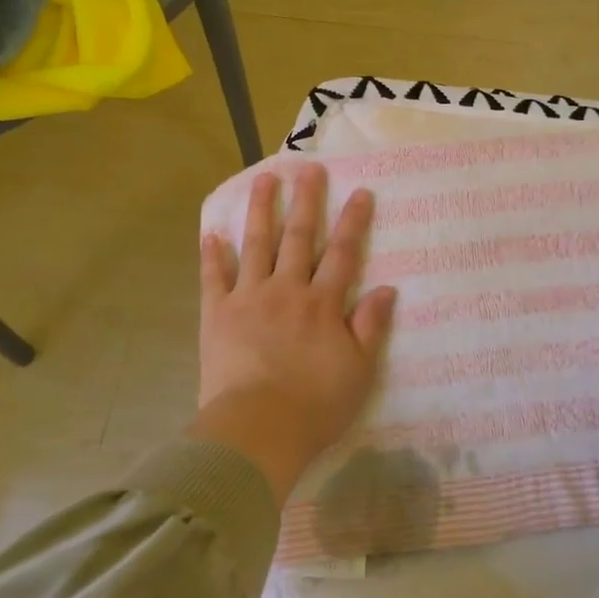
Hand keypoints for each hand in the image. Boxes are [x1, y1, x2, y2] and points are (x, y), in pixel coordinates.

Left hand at [192, 166, 397, 503]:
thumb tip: (387, 289)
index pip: (342, 253)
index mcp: (322, 304)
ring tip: (264, 179)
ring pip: (256, 244)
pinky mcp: (217, 314)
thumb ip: (371, 327)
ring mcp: (249, 298)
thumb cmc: (315, 406)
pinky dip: (212, 254)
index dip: (353, 221)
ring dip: (261, 210)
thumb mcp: (359, 371)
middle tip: (308, 168)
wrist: (258, 429)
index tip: (360, 191)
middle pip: (298, 237)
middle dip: (306, 201)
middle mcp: (287, 290)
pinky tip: (211, 232)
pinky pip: (214, 277)